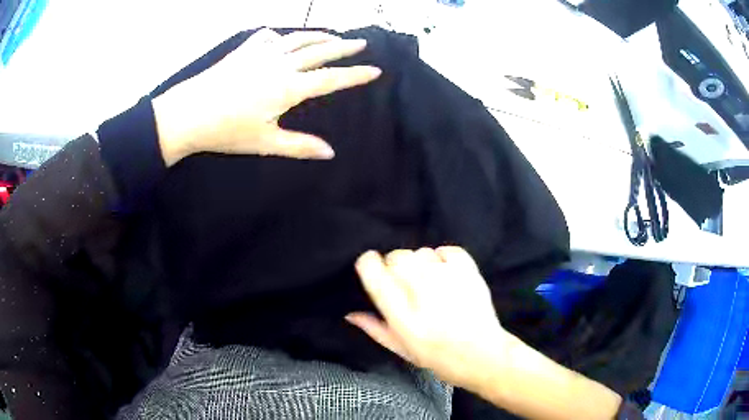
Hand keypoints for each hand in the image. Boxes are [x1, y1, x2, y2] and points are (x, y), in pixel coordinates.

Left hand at [152, 28, 381, 165]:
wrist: (188, 113)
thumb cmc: (226, 131)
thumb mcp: (265, 143)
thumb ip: (299, 146)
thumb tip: (330, 153)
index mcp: (288, 88)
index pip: (330, 79)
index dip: (354, 75)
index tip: (375, 70)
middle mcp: (280, 65)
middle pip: (319, 51)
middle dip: (344, 47)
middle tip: (361, 42)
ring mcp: (261, 54)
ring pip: (298, 39)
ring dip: (318, 36)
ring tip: (333, 35)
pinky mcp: (244, 51)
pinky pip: (268, 37)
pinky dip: (280, 36)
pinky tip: (281, 38)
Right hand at [347, 247, 508, 389]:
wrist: (482, 355)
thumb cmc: (437, 356)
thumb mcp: (400, 349)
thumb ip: (374, 328)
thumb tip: (349, 312)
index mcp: (400, 313)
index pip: (373, 269)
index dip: (369, 264)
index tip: (373, 270)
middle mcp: (421, 290)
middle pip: (397, 256)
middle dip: (395, 267)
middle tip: (406, 285)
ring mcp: (447, 277)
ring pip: (420, 252)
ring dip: (420, 264)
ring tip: (429, 283)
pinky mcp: (468, 271)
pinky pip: (446, 249)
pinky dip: (442, 258)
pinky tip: (445, 274)